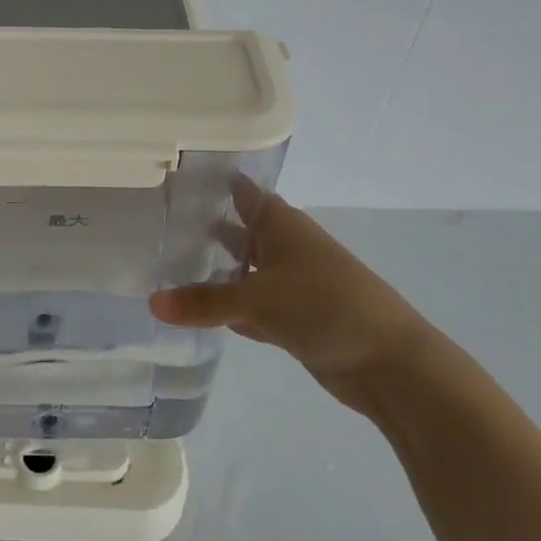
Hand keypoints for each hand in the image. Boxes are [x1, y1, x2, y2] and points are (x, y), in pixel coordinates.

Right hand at [150, 179, 434, 407]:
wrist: (390, 364)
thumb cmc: (326, 306)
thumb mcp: (258, 299)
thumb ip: (204, 300)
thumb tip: (151, 302)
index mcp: (282, 225)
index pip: (242, 192)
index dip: (214, 183)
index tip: (177, 177)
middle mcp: (285, 248)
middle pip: (241, 231)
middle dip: (207, 228)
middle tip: (159, 224)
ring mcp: (291, 285)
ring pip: (245, 271)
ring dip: (217, 272)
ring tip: (169, 266)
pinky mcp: (293, 320)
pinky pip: (251, 307)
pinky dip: (229, 309)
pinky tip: (199, 313)